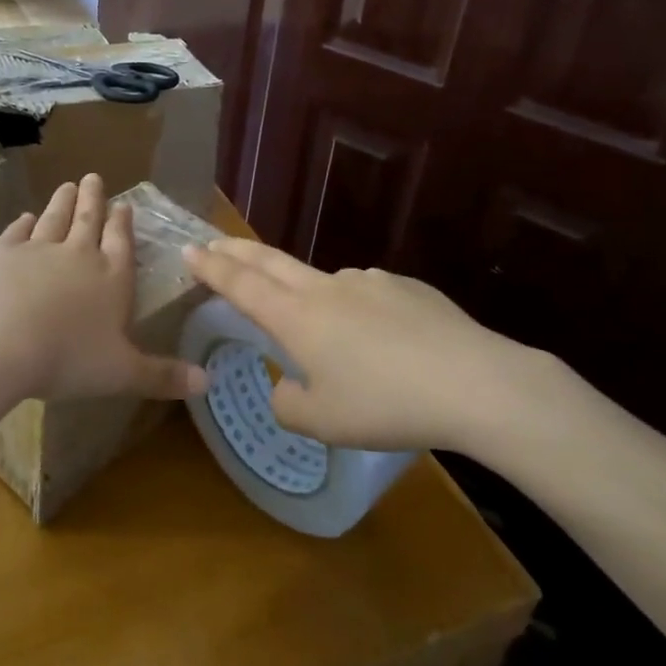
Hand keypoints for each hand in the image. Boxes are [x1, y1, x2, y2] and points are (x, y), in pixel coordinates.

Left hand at [0, 174, 207, 404]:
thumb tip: (208, 382)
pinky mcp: (1, 254)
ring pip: (54, 219)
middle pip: (88, 220)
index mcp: (110, 278)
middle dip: (93, 199)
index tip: (124, 204)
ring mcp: (37, 250)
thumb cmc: (68, 359)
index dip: (122, 224)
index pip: (120, 243)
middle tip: (93, 177)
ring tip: (67, 185)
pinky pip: (16, 233)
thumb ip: (162, 376)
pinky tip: (25, 218)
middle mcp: (77, 255)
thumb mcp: (122, 374)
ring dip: (62, 202)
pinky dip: (22, 224)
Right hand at [183, 240, 559, 454]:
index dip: (213, 268)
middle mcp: (327, 288)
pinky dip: (359, 314)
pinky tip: (386, 346)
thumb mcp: (323, 422)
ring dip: (308, 297)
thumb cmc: (386, 404)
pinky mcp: (406, 287)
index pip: (242, 284)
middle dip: (237, 252)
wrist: (474, 382)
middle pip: (271, 262)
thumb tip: (286, 385)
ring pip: (324, 284)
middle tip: (213, 243)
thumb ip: (288, 403)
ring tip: (330, 340)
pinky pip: (367, 297)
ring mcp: (368, 282)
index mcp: (297, 317)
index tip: (191, 250)